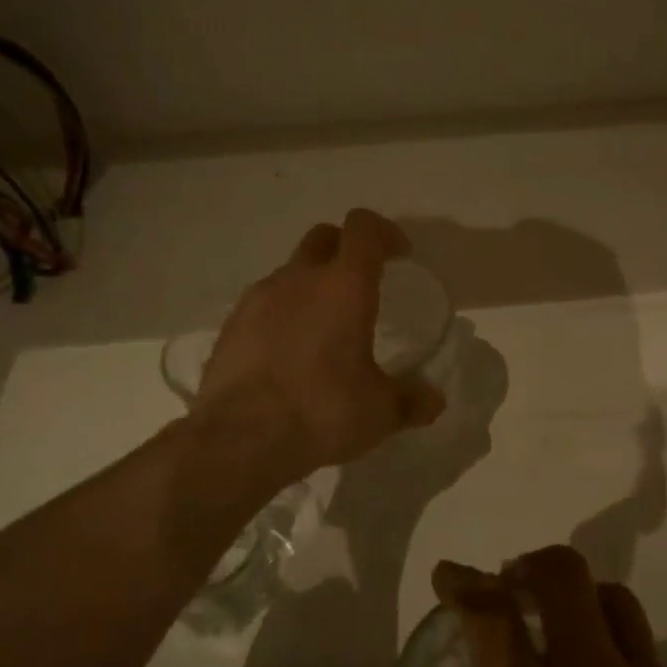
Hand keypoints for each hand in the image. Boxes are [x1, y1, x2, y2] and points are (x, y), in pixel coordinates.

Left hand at [193, 209, 445, 482]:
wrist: (239, 438)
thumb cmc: (322, 411)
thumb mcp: (380, 413)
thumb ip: (412, 401)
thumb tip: (434, 400)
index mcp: (344, 286)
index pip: (364, 229)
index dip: (384, 233)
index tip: (399, 255)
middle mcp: (299, 279)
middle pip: (323, 237)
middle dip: (346, 249)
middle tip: (362, 284)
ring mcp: (258, 298)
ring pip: (291, 272)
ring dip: (311, 285)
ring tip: (324, 327)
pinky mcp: (231, 325)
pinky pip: (264, 304)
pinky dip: (282, 314)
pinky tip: (289, 352)